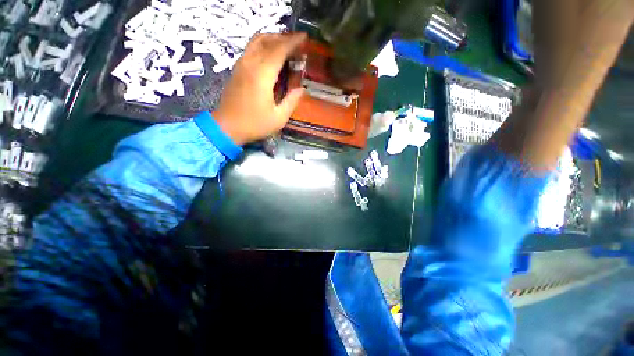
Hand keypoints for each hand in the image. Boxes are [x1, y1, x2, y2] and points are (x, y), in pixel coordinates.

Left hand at [214, 33, 306, 145]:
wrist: (227, 127)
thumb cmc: (254, 124)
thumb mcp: (279, 118)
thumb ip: (292, 101)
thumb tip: (302, 89)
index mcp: (262, 75)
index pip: (279, 49)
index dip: (293, 42)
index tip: (305, 38)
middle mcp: (250, 64)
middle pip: (267, 40)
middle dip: (284, 38)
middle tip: (298, 44)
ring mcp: (241, 65)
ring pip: (257, 41)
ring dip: (273, 39)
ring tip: (286, 47)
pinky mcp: (237, 69)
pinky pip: (251, 49)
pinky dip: (264, 46)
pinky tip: (272, 56)